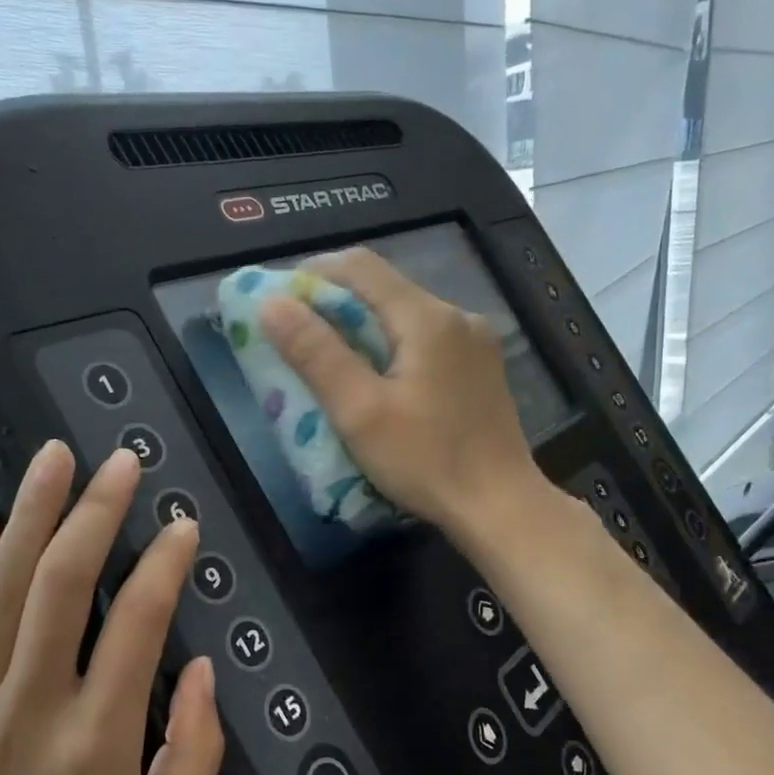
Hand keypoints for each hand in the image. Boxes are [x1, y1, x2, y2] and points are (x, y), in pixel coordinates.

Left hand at [0, 440, 224, 774]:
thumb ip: (194, 752)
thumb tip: (196, 666)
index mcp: (95, 747)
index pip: (135, 628)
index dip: (163, 566)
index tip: (183, 524)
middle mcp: (30, 711)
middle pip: (57, 587)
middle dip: (92, 514)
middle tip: (120, 462)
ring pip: (0, 590)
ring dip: (29, 515)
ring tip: (53, 458)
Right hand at [260, 248, 542, 538]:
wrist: (501, 507)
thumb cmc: (426, 461)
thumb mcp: (360, 412)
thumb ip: (317, 354)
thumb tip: (272, 304)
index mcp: (428, 318)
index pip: (361, 267)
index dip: (313, 274)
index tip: (279, 300)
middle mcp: (457, 315)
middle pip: (385, 288)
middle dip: (335, 302)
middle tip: (297, 334)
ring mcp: (475, 341)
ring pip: (405, 314)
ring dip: (363, 326)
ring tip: (331, 358)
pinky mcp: (481, 368)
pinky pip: (426, 339)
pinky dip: (392, 345)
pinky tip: (378, 378)